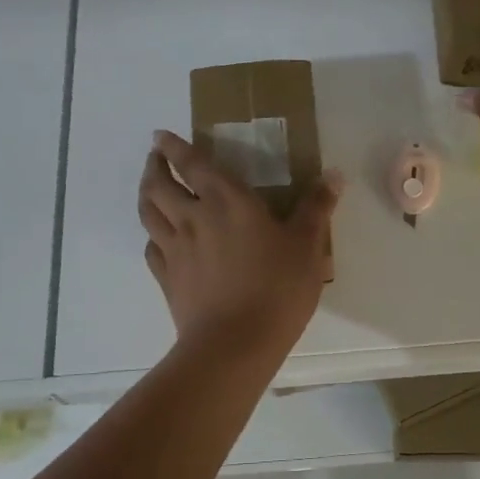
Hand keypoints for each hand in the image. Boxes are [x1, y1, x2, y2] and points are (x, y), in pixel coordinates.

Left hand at [138, 130, 341, 354]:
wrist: (235, 344)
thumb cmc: (277, 288)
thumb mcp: (307, 246)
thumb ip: (316, 208)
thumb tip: (333, 174)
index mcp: (226, 201)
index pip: (191, 164)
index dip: (174, 146)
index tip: (160, 134)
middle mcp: (193, 218)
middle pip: (159, 184)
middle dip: (154, 165)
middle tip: (154, 156)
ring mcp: (175, 249)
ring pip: (149, 213)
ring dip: (146, 193)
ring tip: (149, 186)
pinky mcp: (167, 279)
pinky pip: (152, 247)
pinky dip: (152, 234)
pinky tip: (158, 237)